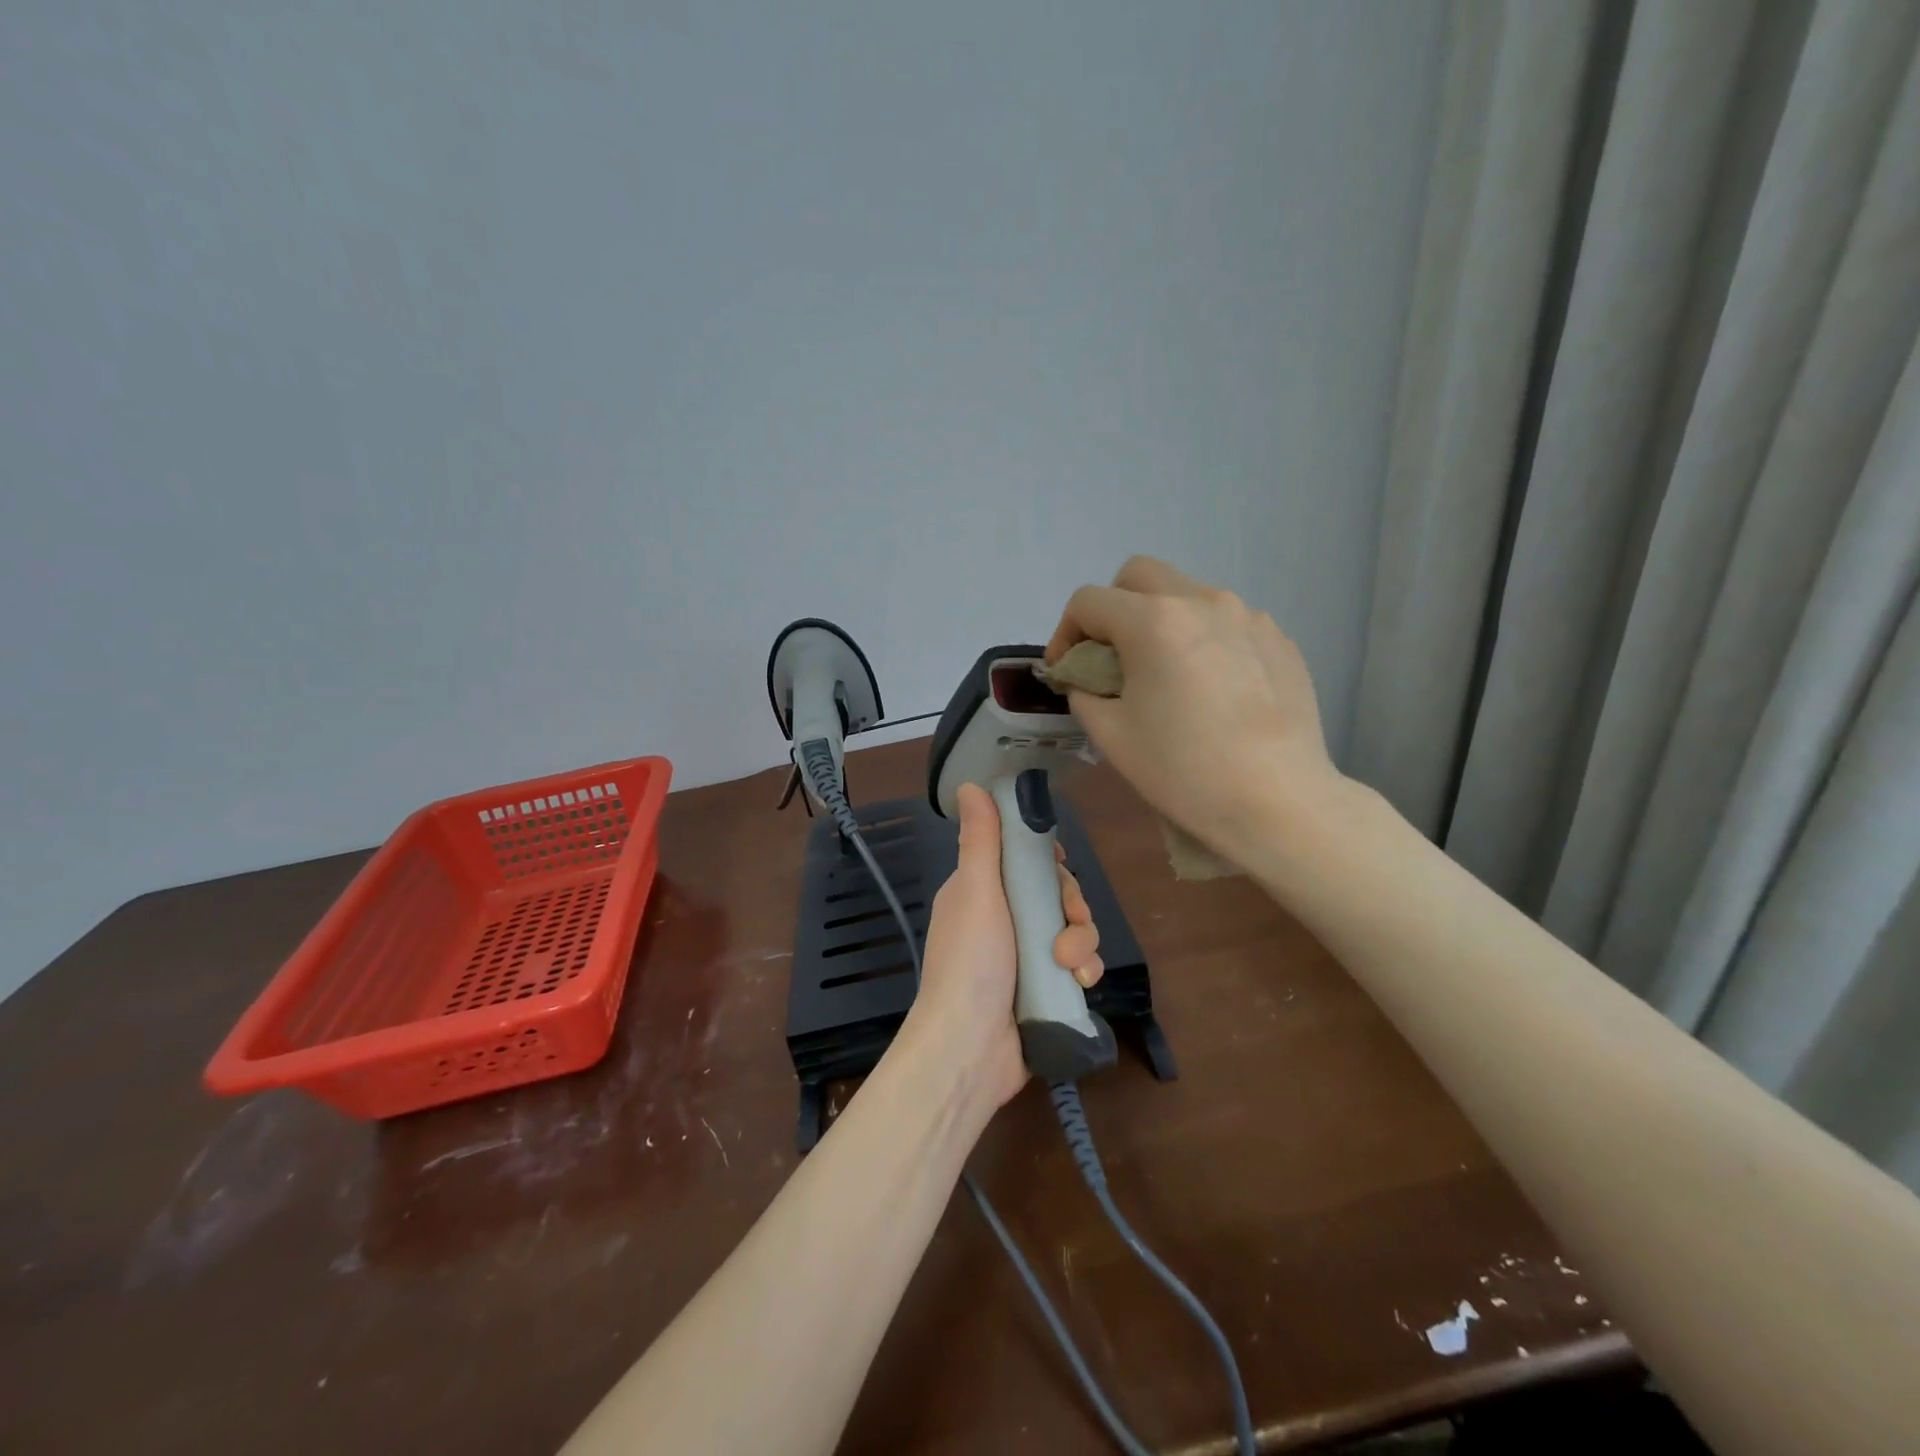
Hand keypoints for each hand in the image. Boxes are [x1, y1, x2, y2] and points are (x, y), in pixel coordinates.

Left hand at [901, 783, 1101, 1110]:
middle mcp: (1002, 920)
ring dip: (1081, 943)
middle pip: (1055, 894)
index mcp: (980, 893)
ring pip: (1072, 929)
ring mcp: (1024, 957)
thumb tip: (969, 783)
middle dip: (1071, 906)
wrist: (970, 1050)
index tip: (1057, 866)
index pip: (1023, 860)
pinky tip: (1081, 985)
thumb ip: (981, 840)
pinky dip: (1084, 972)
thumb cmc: (969, 963)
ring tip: (1071, 968)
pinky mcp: (1045, 989)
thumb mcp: (975, 892)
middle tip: (1068, 924)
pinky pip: (1077, 967)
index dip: (1046, 861)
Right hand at [1045, 555, 1345, 864]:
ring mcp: (1247, 616)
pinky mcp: (1278, 639)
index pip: (1089, 602)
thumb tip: (1088, 680)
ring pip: (1187, 595)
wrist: (1277, 801)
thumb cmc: (1183, 770)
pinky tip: (1210, 688)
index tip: (1065, 670)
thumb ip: (1084, 693)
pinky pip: (1226, 622)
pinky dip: (1203, 640)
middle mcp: (1202, 601)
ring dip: (1161, 621)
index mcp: (1154, 621)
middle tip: (1111, 656)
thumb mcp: (1111, 736)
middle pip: (1139, 576)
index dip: (1064, 632)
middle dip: (1112, 608)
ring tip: (1166, 674)